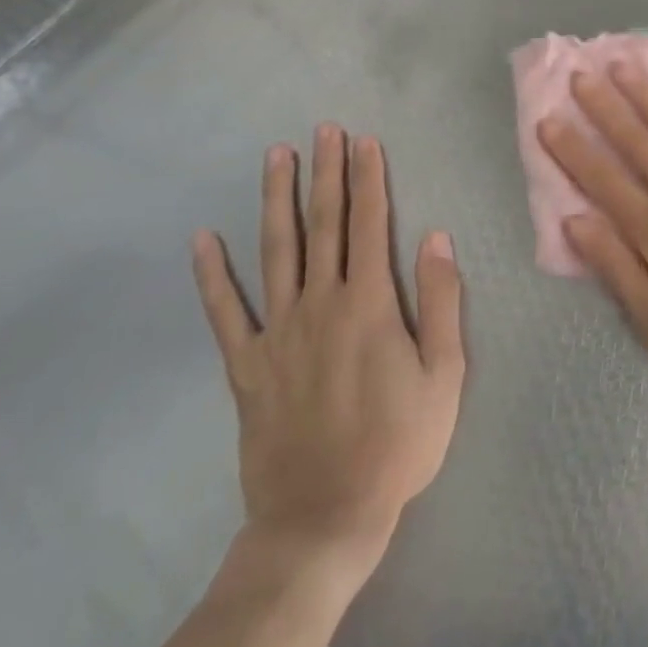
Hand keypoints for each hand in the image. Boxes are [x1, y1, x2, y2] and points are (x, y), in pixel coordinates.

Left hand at [192, 125, 465, 577]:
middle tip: (323, 129)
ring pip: (276, 251)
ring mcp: (278, 332)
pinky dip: (212, 275)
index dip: (368, 178)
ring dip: (277, 199)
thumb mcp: (444, 374)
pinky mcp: (247, 365)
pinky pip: (225, 313)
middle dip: (326, 172)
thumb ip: (442, 300)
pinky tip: (203, 239)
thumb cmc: (397, 443)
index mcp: (370, 303)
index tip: (364, 140)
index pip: (370, 223)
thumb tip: (436, 235)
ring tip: (276, 156)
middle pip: (324, 224)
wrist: (325, 517)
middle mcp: (321, 303)